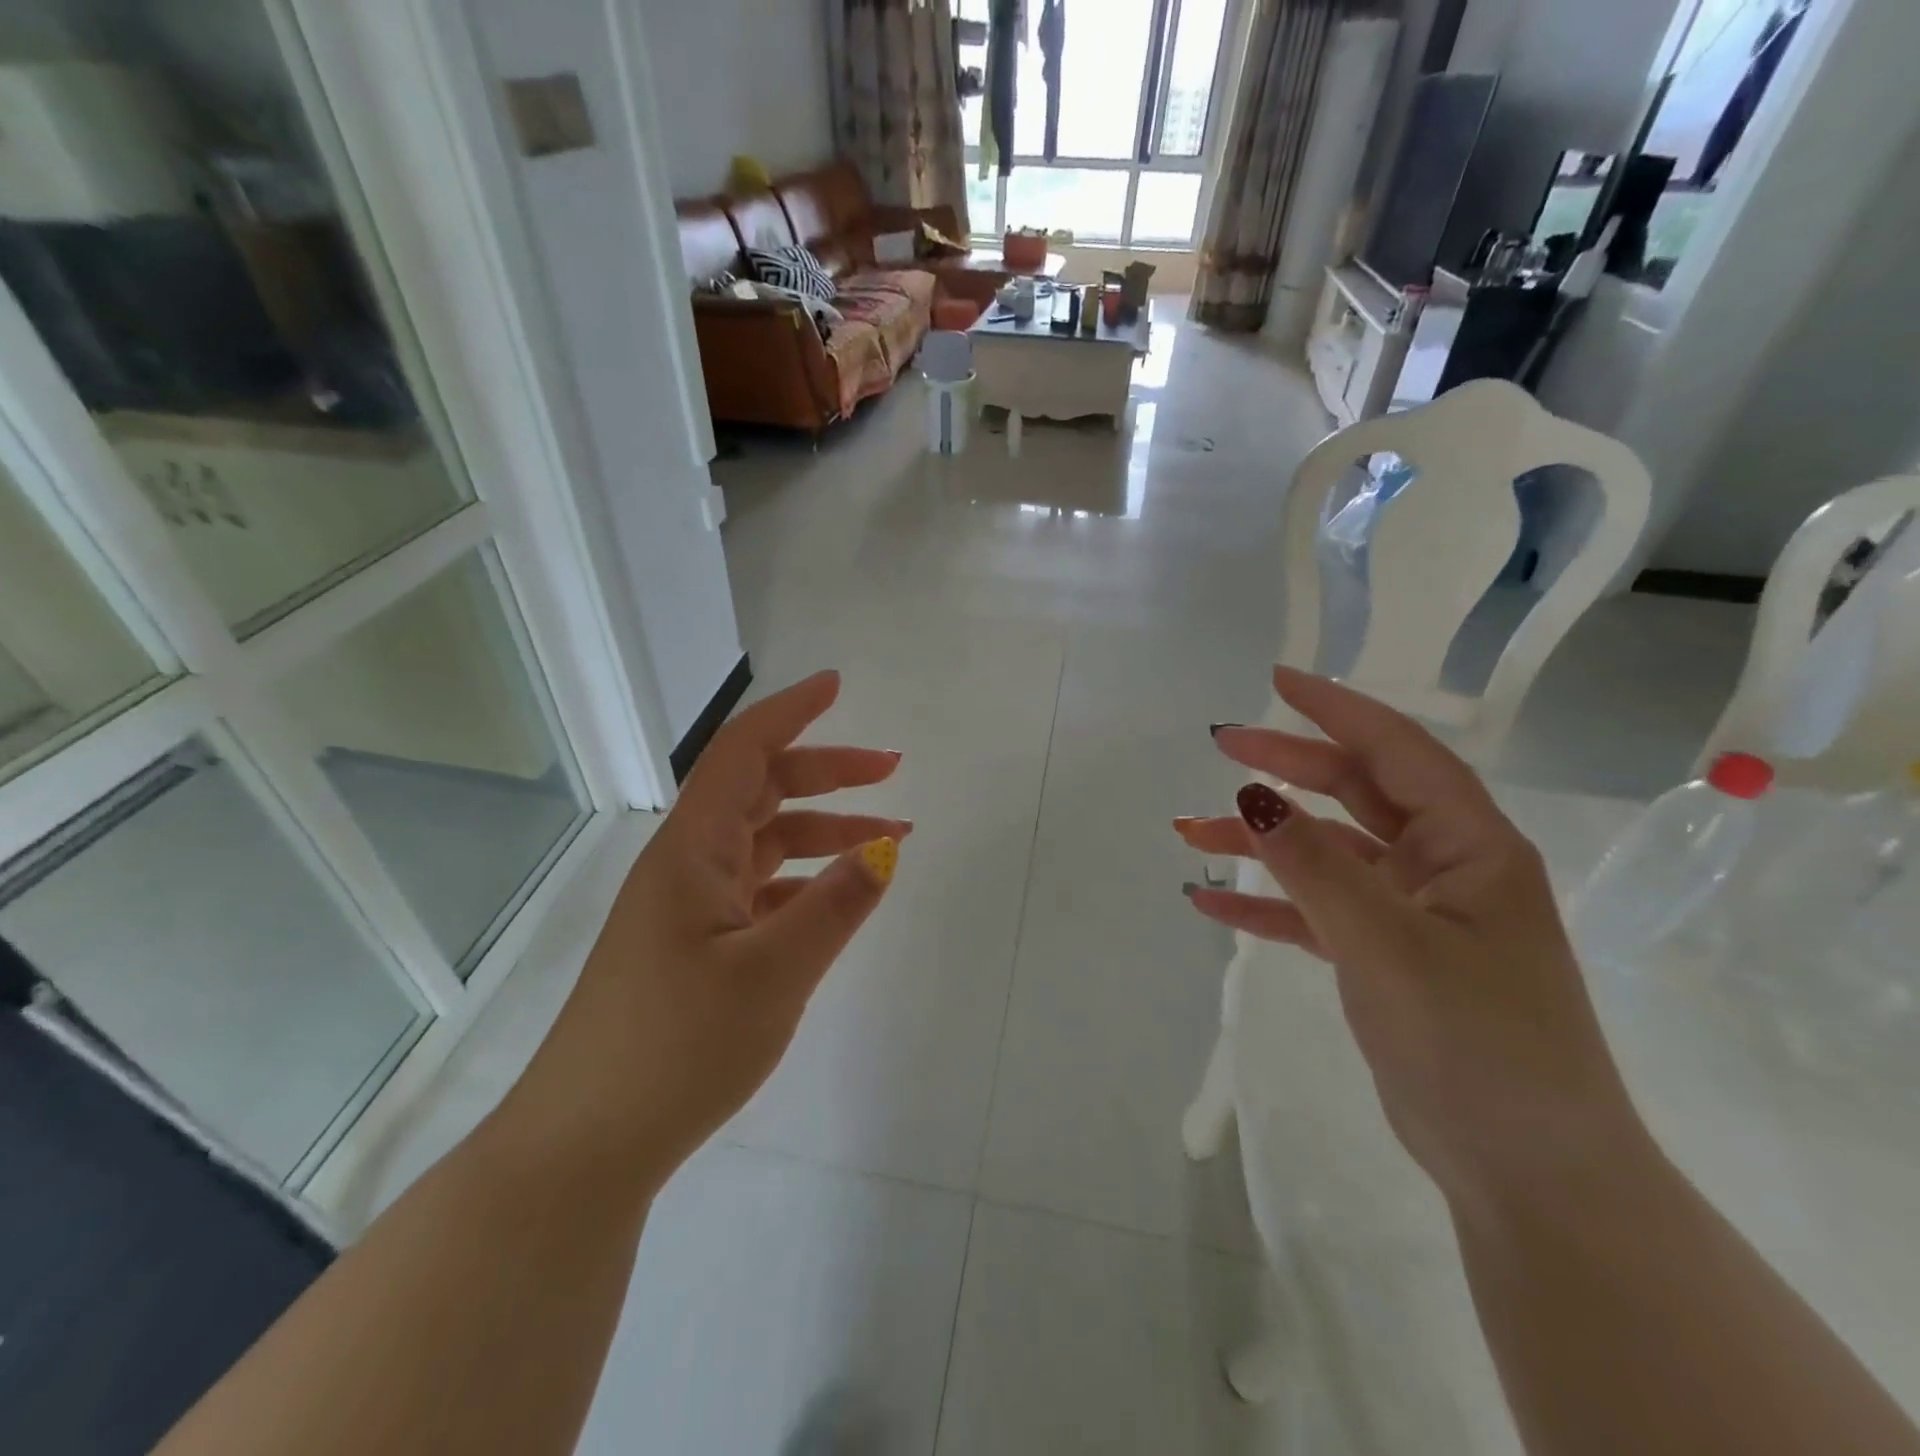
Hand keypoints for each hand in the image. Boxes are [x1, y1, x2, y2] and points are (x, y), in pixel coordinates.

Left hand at [504, 672, 908, 1187]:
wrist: (585, 1146)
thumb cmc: (675, 1048)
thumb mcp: (773, 973)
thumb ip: (835, 905)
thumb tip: (886, 848)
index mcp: (693, 851)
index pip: (743, 752)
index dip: (791, 712)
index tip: (837, 686)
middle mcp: (686, 865)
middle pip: (761, 791)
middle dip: (827, 773)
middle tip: (891, 772)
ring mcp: (688, 907)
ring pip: (765, 842)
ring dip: (824, 832)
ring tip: (890, 842)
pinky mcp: (693, 946)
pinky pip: (758, 889)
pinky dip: (803, 881)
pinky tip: (836, 901)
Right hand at [1174, 667, 1651, 1213]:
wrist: (1527, 1171)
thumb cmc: (1477, 1044)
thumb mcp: (1387, 944)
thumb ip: (1315, 867)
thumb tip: (1251, 793)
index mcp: (1469, 845)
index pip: (1396, 751)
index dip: (1336, 709)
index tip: (1276, 681)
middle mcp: (1442, 866)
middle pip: (1353, 792)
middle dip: (1285, 766)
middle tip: (1219, 745)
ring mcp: (1410, 913)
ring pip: (1324, 852)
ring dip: (1260, 839)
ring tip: (1189, 832)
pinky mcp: (1383, 956)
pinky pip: (1313, 910)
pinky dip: (1265, 901)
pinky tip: (1209, 900)